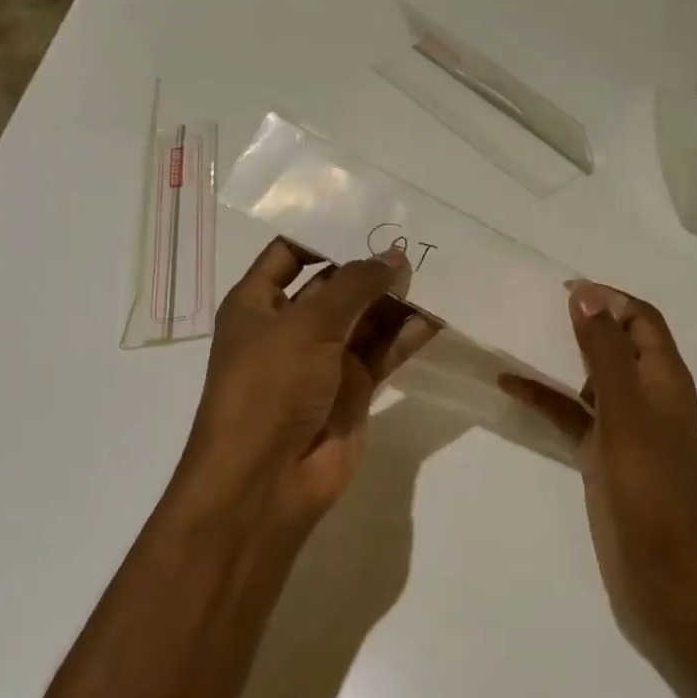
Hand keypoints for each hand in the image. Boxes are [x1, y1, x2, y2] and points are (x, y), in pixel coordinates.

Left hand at [167, 238, 437, 543]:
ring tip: (437, 270)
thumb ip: (355, 286)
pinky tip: (438, 314)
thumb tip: (395, 256)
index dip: (325, 233)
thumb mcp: (307, 325)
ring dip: (395, 299)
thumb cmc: (269, 388)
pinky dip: (408, 335)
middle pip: (336, 285)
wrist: (267, 480)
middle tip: (418, 239)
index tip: (370, 216)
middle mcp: (291, 327)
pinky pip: (385, 352)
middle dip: (371, 266)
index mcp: (258, 304)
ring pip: (366, 318)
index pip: (290, 253)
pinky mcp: (354, 389)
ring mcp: (324, 360)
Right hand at [501, 284, 696, 629]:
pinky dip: (547, 400)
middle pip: (618, 345)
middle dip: (584, 324)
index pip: (642, 320)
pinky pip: (573, 416)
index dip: (610, 298)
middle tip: (536, 308)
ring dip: (562, 361)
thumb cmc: (647, 482)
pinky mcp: (605, 457)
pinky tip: (511, 387)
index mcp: (665, 378)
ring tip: (519, 340)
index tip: (564, 289)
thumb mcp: (624, 408)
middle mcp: (649, 396)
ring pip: (592, 381)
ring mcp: (626, 429)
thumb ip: (605, 351)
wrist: (661, 569)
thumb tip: (588, 294)